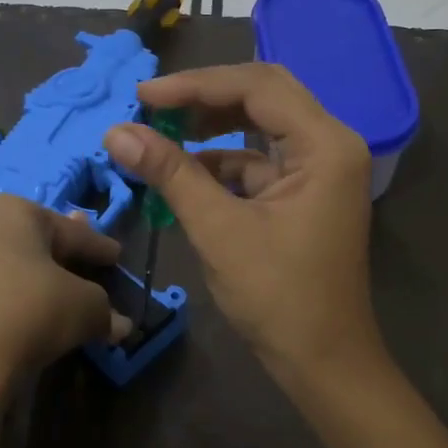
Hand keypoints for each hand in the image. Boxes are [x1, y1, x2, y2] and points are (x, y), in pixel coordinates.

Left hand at [0, 195, 128, 391]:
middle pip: (33, 241)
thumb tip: (120, 325)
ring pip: (4, 264)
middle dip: (61, 254)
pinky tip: (19, 315)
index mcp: (15, 211)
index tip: (116, 256)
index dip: (98, 246)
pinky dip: (5, 299)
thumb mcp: (85, 307)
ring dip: (30, 277)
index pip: (71, 231)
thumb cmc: (31, 312)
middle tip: (84, 263)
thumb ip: (105, 309)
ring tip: (52, 292)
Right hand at [103, 63, 385, 392]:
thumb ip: (171, 174)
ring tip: (160, 133)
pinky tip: (183, 171)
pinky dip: (221, 161)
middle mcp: (330, 145)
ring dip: (211, 127)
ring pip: (260, 125)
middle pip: (263, 96)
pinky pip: (259, 159)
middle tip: (152, 105)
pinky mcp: (305, 192)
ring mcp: (320, 169)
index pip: (257, 87)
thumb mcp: (219, 230)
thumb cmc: (278, 297)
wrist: (324, 362)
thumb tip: (116, 132)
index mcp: (325, 145)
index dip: (196, 85)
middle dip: (204, 97)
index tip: (143, 95)